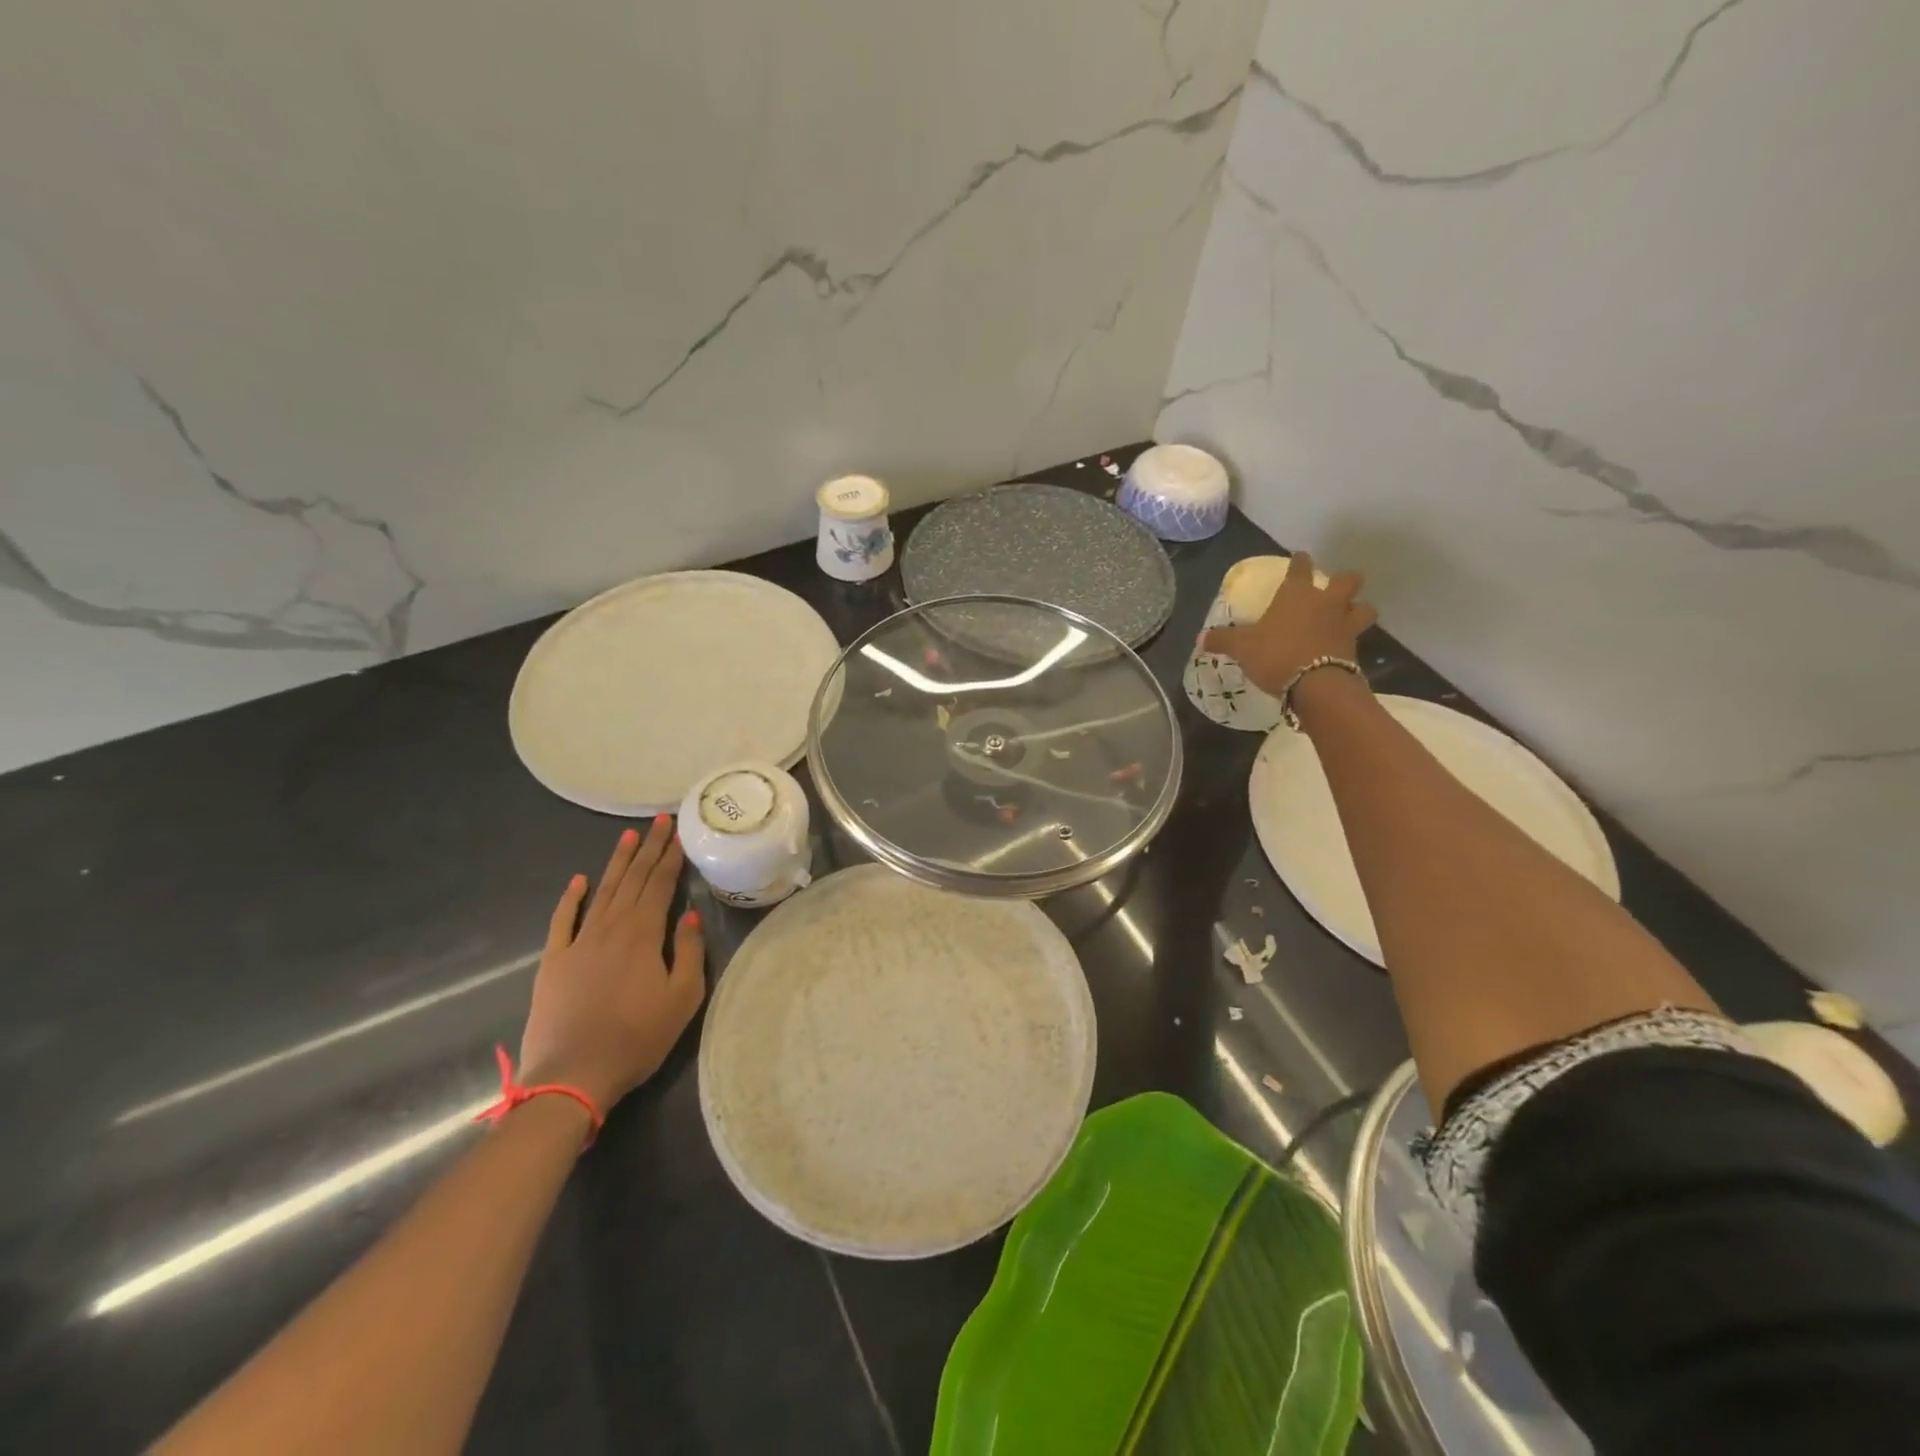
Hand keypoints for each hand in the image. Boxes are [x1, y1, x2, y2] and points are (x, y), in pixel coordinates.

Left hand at [518, 817, 706, 1111]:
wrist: (573, 1074)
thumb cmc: (637, 1037)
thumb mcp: (682, 998)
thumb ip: (688, 952)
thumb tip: (689, 917)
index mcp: (643, 934)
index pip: (661, 885)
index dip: (671, 857)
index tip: (679, 832)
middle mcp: (611, 927)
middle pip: (633, 880)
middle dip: (648, 849)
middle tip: (659, 821)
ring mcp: (579, 942)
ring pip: (602, 892)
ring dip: (617, 863)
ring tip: (629, 837)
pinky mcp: (554, 961)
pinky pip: (563, 920)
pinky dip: (572, 898)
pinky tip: (579, 880)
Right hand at [1202, 551, 1376, 697]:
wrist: (1315, 685)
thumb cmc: (1276, 654)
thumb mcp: (1242, 647)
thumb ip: (1223, 640)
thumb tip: (1201, 638)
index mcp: (1297, 593)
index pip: (1301, 567)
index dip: (1299, 561)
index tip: (1299, 558)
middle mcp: (1326, 602)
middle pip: (1348, 580)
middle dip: (1343, 581)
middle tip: (1333, 589)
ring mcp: (1345, 624)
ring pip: (1364, 608)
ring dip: (1357, 609)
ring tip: (1347, 617)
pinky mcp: (1354, 649)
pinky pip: (1357, 638)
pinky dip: (1350, 640)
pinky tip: (1340, 647)